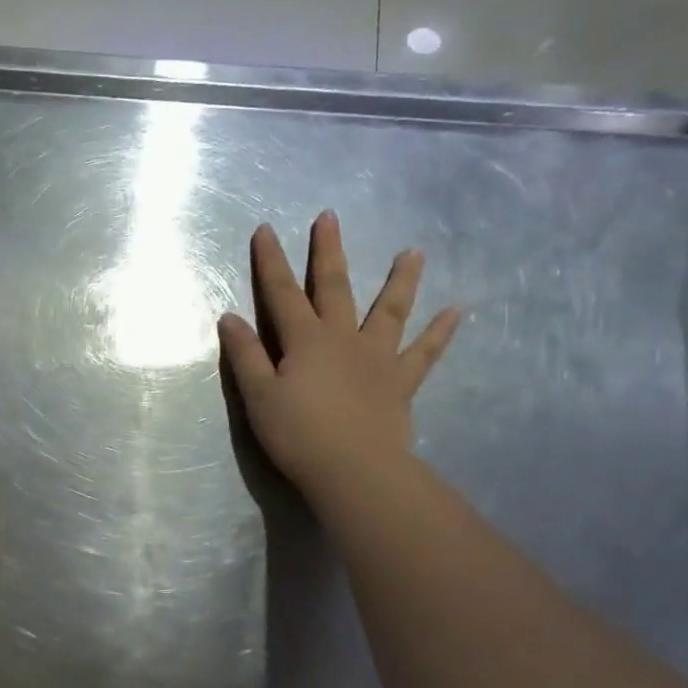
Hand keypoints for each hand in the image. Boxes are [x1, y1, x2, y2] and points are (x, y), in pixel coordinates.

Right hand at [218, 215, 459, 500]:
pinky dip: (440, 332)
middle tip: (330, 217)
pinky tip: (458, 311)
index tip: (265, 229)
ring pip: (390, 310)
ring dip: (400, 280)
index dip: (270, 261)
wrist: (354, 470)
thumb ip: (245, 354)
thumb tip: (229, 317)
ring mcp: (377, 357)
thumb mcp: (258, 395)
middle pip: (334, 286)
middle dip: (327, 251)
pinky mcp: (400, 382)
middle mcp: (343, 337)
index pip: (281, 292)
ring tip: (414, 252)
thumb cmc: (297, 434)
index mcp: (305, 339)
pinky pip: (425, 353)